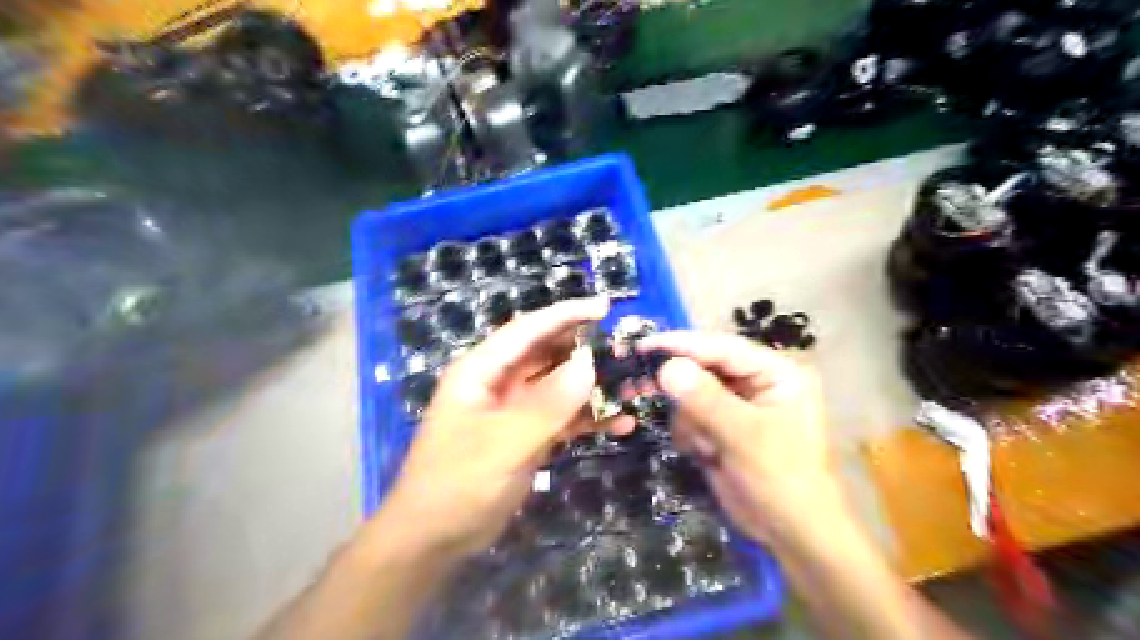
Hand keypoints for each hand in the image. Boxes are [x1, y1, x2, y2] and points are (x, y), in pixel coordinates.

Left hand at [374, 298, 608, 556]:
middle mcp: (500, 383)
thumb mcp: (503, 443)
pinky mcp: (527, 436)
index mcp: (482, 371)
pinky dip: (588, 418)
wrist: (435, 540)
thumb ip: (548, 404)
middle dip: (587, 352)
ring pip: (560, 387)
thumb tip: (590, 364)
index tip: (605, 308)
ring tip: (632, 389)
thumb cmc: (458, 484)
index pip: (528, 330)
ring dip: (593, 387)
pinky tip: (619, 424)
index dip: (566, 315)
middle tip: (628, 353)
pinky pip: (563, 418)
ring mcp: (515, 411)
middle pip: (548, 355)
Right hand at [638, 331, 839, 543]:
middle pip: (705, 368)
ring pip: (693, 394)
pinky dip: (691, 434)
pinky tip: (705, 455)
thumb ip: (705, 399)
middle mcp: (758, 382)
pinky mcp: (724, 427)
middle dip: (680, 386)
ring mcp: (739, 405)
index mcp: (776, 373)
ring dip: (690, 420)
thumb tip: (666, 367)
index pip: (723, 347)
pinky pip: (693, 416)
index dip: (682, 344)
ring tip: (705, 448)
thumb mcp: (745, 437)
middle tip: (639, 386)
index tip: (643, 346)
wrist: (795, 535)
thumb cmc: (783, 481)